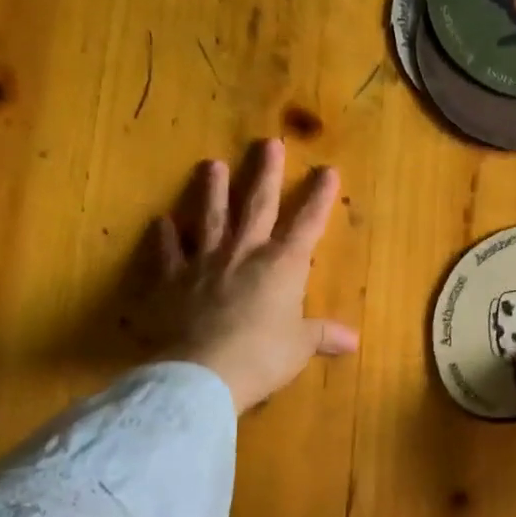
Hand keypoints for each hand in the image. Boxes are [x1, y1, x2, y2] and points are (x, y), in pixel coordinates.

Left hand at [148, 139, 357, 413]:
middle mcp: (245, 253)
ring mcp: (205, 262)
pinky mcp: (172, 280)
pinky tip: (161, 221)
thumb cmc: (262, 356)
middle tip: (268, 143)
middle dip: (266, 174)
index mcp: (283, 266)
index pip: (307, 224)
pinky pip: (168, 252)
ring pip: (211, 217)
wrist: (203, 373)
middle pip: (258, 205)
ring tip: (212, 164)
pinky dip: (164, 237)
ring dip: (213, 191)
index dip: (319, 197)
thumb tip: (354, 341)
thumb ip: (323, 336)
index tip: (328, 170)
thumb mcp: (300, 347)